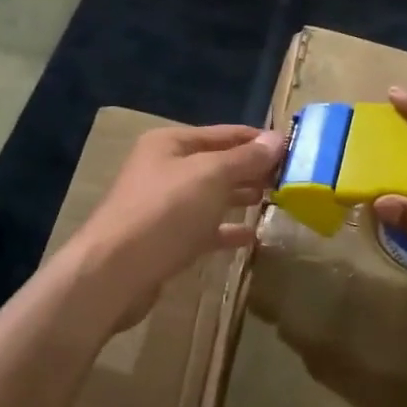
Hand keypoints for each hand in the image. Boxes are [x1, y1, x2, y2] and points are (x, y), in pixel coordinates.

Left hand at [60, 123, 284, 326]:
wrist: (113, 273)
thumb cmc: (164, 212)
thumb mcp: (210, 176)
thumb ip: (246, 158)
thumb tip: (278, 139)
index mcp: (171, 144)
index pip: (225, 134)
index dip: (258, 140)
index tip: (294, 148)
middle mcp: (165, 169)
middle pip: (218, 163)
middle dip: (252, 169)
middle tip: (291, 178)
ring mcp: (164, 206)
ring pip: (211, 196)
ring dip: (241, 196)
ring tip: (276, 200)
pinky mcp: (166, 240)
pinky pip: (204, 229)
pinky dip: (227, 230)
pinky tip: (252, 236)